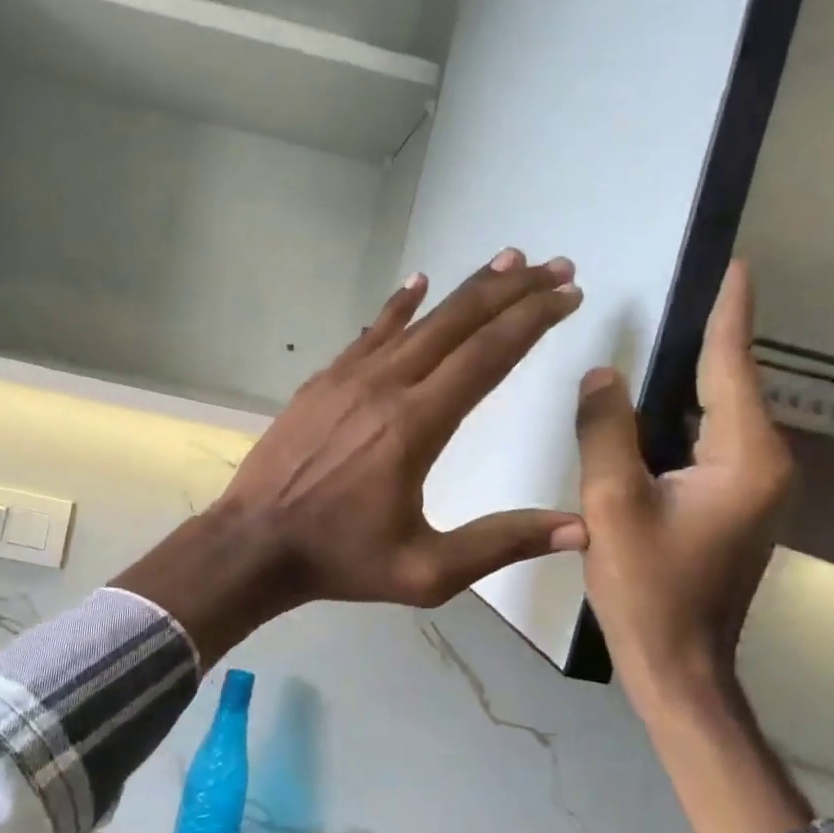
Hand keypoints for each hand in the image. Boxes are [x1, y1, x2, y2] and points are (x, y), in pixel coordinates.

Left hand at [117, 250, 586, 662]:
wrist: (253, 543)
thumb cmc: (340, 560)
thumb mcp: (426, 572)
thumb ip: (500, 544)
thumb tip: (580, 528)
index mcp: (415, 427)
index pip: (486, 356)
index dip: (532, 320)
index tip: (567, 295)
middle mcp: (385, 387)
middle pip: (458, 324)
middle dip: (512, 290)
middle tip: (556, 266)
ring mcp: (347, 378)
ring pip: (417, 321)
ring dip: (465, 289)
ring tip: (507, 260)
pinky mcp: (322, 382)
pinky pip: (370, 333)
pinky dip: (399, 307)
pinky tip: (418, 284)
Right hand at [575, 261, 809, 832]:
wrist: (678, 663)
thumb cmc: (647, 588)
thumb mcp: (612, 504)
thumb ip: (606, 432)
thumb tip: (602, 376)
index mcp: (744, 459)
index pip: (733, 369)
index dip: (730, 316)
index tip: (736, 265)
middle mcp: (764, 465)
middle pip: (732, 388)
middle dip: (711, 340)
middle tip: (684, 294)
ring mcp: (755, 488)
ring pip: (721, 417)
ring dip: (695, 378)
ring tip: (667, 336)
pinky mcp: (737, 505)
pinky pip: (711, 443)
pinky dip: (685, 416)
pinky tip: (656, 406)